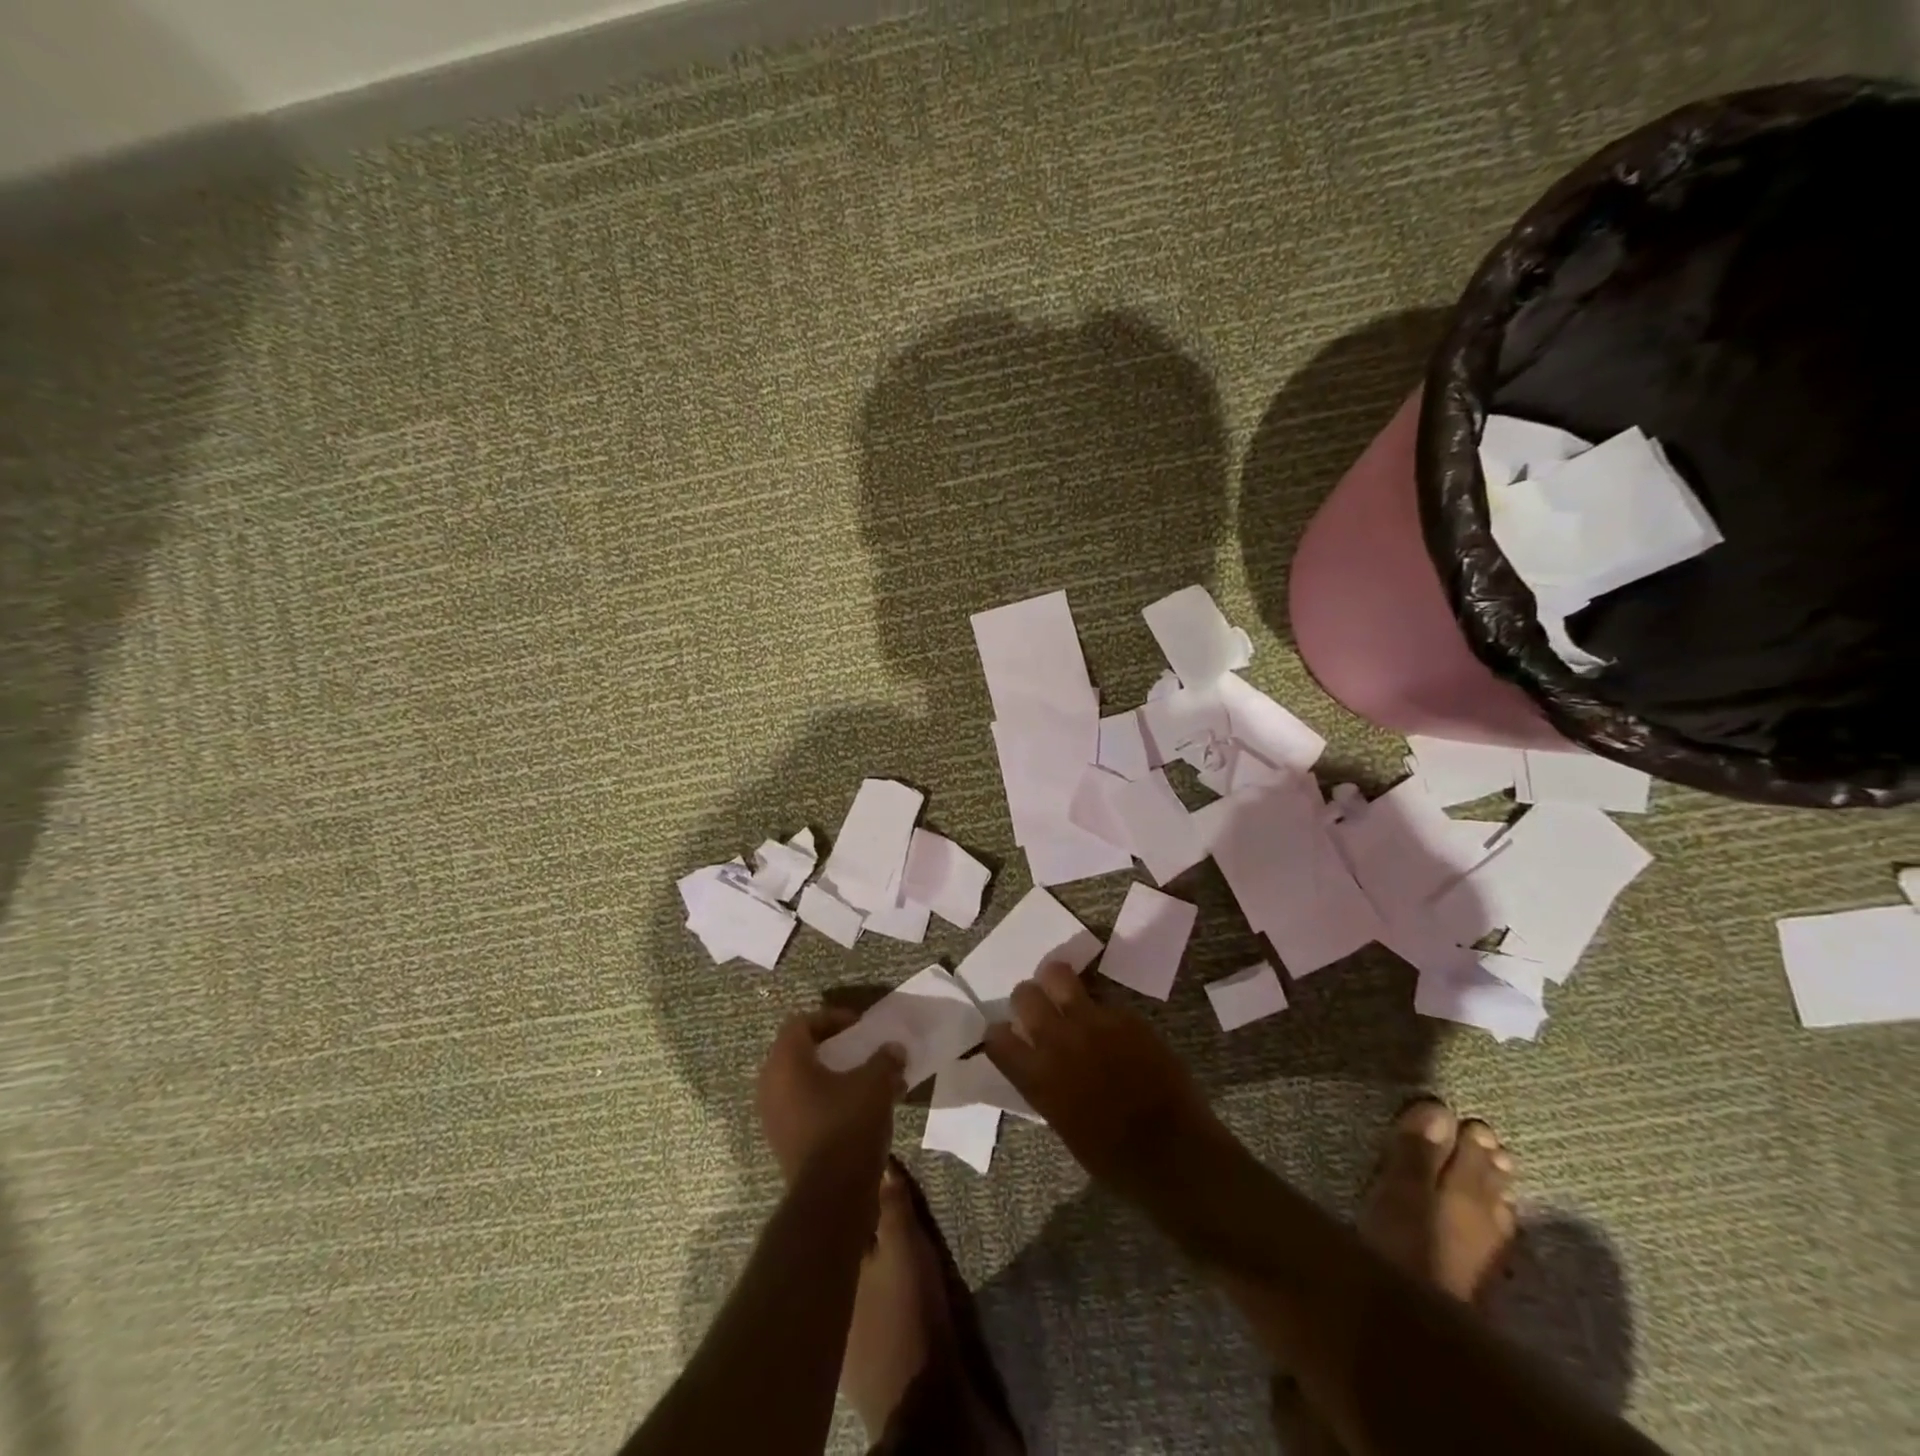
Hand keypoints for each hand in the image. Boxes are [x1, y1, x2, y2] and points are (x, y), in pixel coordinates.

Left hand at [756, 1008, 905, 1183]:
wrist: (831, 1198)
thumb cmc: (848, 1125)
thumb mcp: (876, 1083)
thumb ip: (885, 1059)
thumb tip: (894, 1049)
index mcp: (786, 1062)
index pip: (801, 1023)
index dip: (831, 1018)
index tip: (858, 1026)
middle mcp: (771, 1085)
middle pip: (798, 1051)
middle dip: (832, 1048)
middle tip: (859, 1050)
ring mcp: (774, 1117)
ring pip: (802, 1082)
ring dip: (833, 1077)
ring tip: (866, 1082)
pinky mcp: (784, 1142)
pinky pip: (804, 1107)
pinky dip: (828, 1101)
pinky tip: (860, 1110)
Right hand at [984, 963, 1220, 1195]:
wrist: (1174, 1153)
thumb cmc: (1113, 1159)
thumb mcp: (1061, 1123)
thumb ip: (1043, 1082)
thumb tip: (1038, 1057)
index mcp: (1037, 1078)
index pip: (996, 1037)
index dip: (1000, 1035)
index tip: (1010, 1037)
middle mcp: (1058, 1041)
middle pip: (1024, 994)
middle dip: (1027, 999)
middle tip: (1038, 1008)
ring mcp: (1093, 1022)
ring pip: (1058, 975)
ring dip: (1055, 982)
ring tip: (1063, 992)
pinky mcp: (1125, 1015)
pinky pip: (1100, 997)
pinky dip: (1097, 1005)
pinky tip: (1107, 1021)